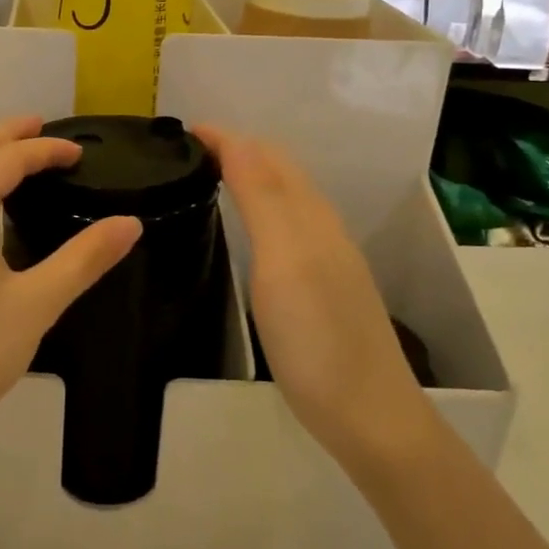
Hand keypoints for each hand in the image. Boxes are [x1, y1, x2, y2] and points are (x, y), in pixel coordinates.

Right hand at [195, 125, 429, 461]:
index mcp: (309, 215)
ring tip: (208, 178)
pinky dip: (259, 208)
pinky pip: (287, 226)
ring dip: (249, 175)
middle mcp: (321, 228)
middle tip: (188, 152)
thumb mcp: (284, 261)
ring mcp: (325, 259)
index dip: (225, 138)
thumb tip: (236, 139)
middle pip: (279, 170)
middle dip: (237, 149)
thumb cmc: (316, 337)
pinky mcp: (322, 287)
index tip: (180, 132)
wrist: (368, 415)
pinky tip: (246, 229)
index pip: (264, 156)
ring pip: (285, 197)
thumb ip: (262, 198)